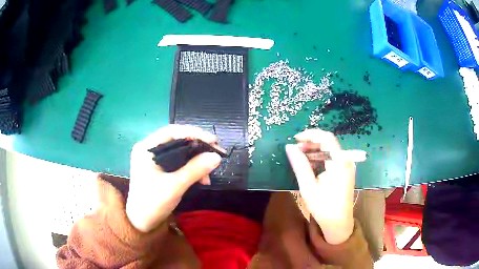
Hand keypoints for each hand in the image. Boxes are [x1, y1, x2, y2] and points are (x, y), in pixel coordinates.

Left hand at [126, 125, 221, 232]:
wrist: (141, 223)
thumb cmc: (153, 203)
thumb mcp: (175, 186)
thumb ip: (195, 169)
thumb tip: (217, 156)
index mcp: (146, 148)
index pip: (172, 132)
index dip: (194, 133)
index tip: (213, 140)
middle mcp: (149, 149)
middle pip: (177, 140)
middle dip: (198, 147)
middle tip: (216, 152)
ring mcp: (153, 159)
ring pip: (179, 151)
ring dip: (196, 160)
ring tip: (209, 171)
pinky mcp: (159, 168)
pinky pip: (178, 162)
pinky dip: (191, 168)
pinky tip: (201, 178)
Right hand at [285, 129, 355, 244]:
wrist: (339, 223)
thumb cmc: (323, 207)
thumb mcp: (308, 187)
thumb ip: (299, 165)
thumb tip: (289, 147)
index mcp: (340, 163)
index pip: (327, 138)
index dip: (310, 135)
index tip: (295, 139)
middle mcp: (346, 160)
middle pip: (328, 142)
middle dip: (311, 143)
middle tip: (295, 150)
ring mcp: (347, 165)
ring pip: (330, 149)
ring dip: (315, 150)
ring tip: (300, 157)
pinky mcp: (345, 170)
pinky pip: (332, 157)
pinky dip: (320, 157)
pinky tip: (310, 164)